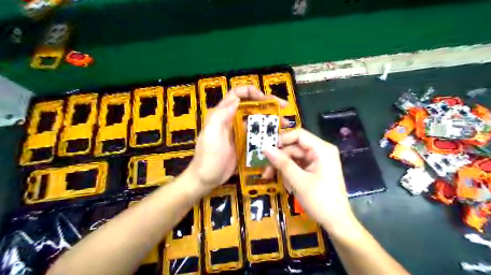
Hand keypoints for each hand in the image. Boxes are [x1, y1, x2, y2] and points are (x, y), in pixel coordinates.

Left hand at [187, 86, 288, 190]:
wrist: (206, 179)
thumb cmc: (207, 157)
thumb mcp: (211, 134)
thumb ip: (221, 115)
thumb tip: (237, 99)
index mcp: (222, 114)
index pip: (237, 94)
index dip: (251, 92)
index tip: (265, 98)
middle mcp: (232, 120)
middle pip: (251, 106)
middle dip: (268, 104)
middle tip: (284, 107)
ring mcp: (239, 133)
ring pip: (257, 121)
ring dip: (271, 120)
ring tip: (285, 124)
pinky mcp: (244, 144)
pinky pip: (257, 135)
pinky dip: (268, 134)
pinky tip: (278, 138)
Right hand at [262, 129, 355, 234]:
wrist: (337, 222)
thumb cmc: (320, 201)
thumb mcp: (298, 181)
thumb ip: (281, 162)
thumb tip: (264, 147)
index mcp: (322, 149)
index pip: (298, 135)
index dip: (281, 140)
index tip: (266, 150)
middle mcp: (321, 151)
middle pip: (294, 147)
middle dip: (279, 159)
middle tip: (265, 172)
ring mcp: (318, 160)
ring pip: (294, 157)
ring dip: (282, 168)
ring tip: (274, 180)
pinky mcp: (315, 169)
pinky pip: (298, 165)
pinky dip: (289, 173)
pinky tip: (286, 184)